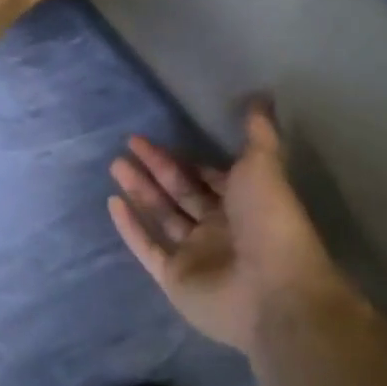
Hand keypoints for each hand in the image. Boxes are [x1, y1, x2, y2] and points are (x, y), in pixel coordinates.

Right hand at [108, 100, 349, 352]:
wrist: (273, 290)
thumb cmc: (270, 221)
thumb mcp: (264, 166)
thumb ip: (258, 132)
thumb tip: (262, 95)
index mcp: (242, 203)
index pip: (206, 177)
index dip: (183, 158)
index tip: (155, 137)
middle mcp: (218, 228)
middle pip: (180, 192)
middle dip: (155, 168)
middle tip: (128, 143)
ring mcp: (195, 255)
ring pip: (162, 216)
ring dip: (140, 190)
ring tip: (115, 164)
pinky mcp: (175, 279)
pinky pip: (148, 248)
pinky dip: (130, 227)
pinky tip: (112, 203)